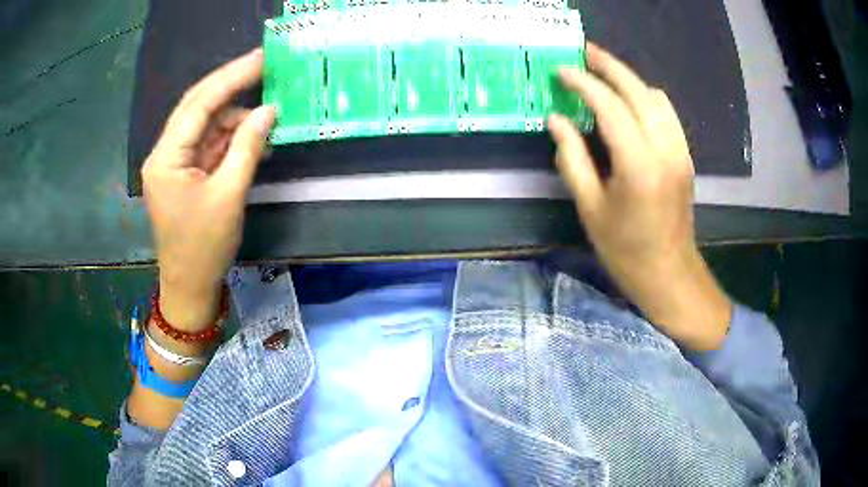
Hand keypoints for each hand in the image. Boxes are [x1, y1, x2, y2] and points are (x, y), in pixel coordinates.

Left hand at [142, 48, 274, 329]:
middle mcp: (164, 153)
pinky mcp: (183, 173)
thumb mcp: (229, 195)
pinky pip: (207, 144)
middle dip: (229, 85)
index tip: (260, 58)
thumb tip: (268, 110)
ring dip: (234, 118)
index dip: (230, 78)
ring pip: (204, 124)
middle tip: (262, 65)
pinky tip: (253, 139)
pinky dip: (230, 139)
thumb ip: (247, 147)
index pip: (198, 104)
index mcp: (166, 158)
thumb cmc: (204, 247)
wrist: (189, 286)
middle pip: (197, 106)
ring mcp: (173, 162)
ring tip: (267, 117)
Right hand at [548, 43, 730, 350]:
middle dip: (610, 66)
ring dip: (629, 79)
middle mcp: (665, 150)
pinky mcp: (685, 155)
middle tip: (584, 52)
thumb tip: (557, 120)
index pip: (610, 106)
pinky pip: (666, 112)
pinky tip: (628, 99)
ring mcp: (680, 151)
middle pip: (638, 91)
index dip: (583, 83)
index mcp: (638, 166)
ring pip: (656, 97)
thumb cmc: (625, 249)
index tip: (561, 71)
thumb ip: (572, 158)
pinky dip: (645, 96)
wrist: (669, 272)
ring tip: (604, 71)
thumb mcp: (590, 208)